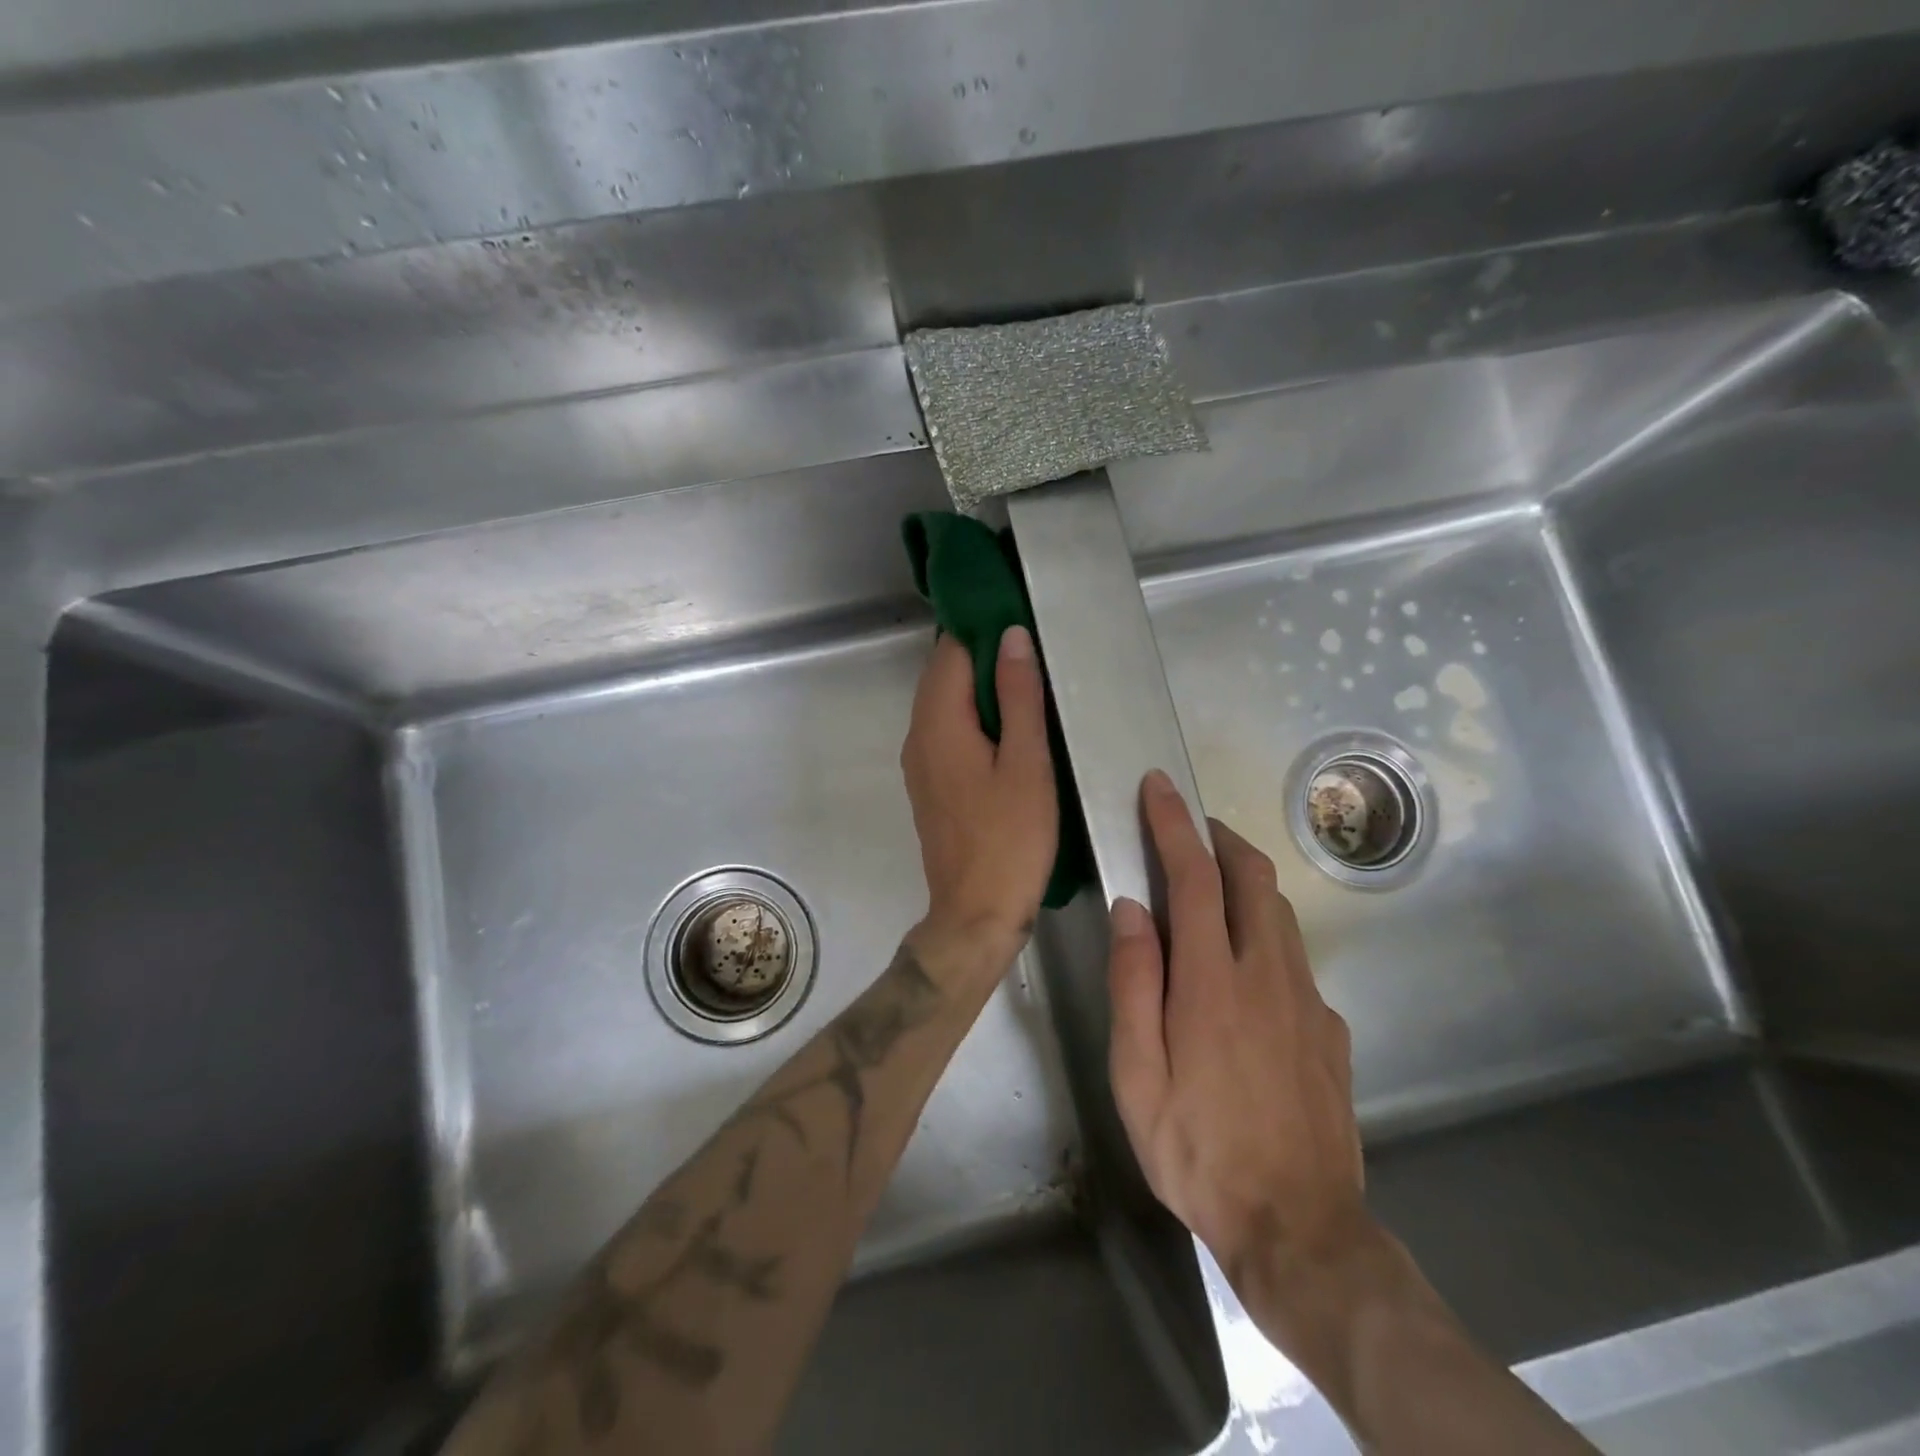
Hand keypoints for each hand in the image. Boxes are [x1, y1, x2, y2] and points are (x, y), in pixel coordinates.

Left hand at [900, 628, 1057, 964]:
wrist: (975, 913)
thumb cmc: (1010, 838)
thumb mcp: (1026, 763)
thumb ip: (1018, 696)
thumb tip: (1010, 636)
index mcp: (938, 722)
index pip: (950, 651)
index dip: (982, 629)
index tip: (1019, 618)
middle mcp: (918, 735)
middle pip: (943, 675)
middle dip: (981, 655)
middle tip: (1032, 649)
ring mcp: (920, 762)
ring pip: (944, 704)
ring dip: (978, 688)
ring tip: (1027, 683)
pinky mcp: (930, 784)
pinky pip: (947, 732)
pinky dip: (972, 718)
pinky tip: (1007, 728)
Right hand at [1107, 770, 1372, 1291]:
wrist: (1300, 1229)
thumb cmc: (1197, 1149)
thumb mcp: (1137, 1074)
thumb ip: (1133, 982)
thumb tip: (1132, 909)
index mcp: (1212, 981)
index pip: (1194, 877)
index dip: (1173, 824)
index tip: (1159, 787)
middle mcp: (1267, 974)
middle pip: (1252, 877)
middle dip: (1219, 837)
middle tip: (1189, 827)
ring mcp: (1307, 1000)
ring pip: (1278, 911)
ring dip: (1245, 878)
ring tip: (1211, 882)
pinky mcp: (1330, 1029)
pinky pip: (1294, 958)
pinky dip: (1264, 933)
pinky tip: (1245, 967)